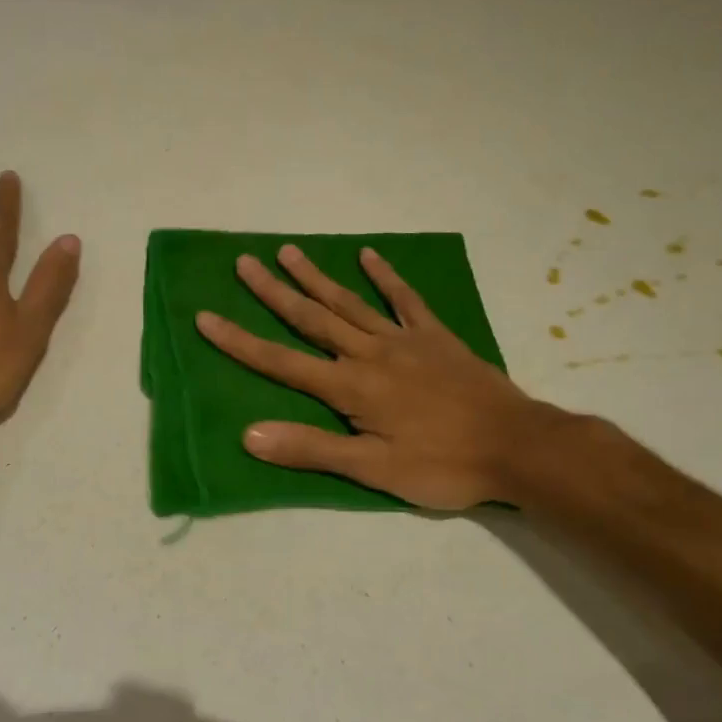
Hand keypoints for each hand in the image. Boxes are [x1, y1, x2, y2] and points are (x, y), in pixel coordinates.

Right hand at [197, 245, 568, 509]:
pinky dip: (386, 277)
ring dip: (316, 277)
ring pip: (350, 302)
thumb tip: (250, 434)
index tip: (205, 317)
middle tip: (243, 262)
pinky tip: (369, 256)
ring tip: (287, 251)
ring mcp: (404, 340)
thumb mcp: (373, 470)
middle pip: (311, 318)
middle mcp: (369, 354)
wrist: (516, 446)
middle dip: (273, 292)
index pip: (281, 362)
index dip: (240, 341)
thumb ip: (312, 449)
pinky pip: (406, 299)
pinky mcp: (435, 337)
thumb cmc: (442, 465)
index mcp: (350, 387)